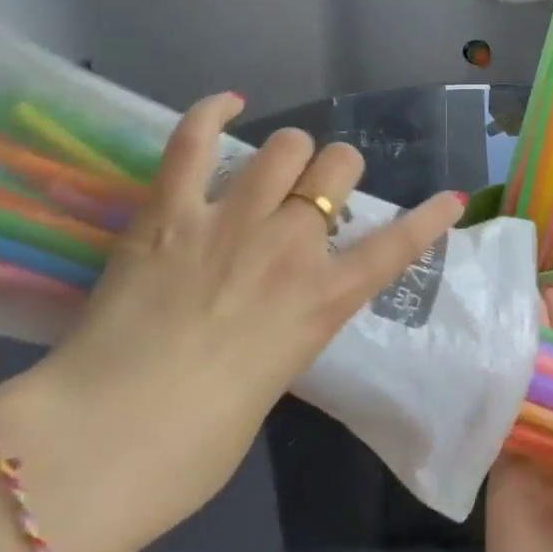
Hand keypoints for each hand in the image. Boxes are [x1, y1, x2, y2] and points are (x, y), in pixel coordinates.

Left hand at [0, 92, 464, 551]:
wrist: (104, 444)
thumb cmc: (193, 446)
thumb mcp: (270, 384)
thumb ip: (284, 333)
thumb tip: (268, 314)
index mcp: (322, 301)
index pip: (397, 246)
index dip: (429, 218)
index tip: (449, 198)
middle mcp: (289, 247)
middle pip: (337, 167)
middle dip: (335, 171)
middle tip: (314, 194)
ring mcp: (230, 222)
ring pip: (284, 146)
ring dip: (289, 152)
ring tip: (274, 167)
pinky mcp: (169, 212)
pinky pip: (195, 141)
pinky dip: (212, 113)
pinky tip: (228, 104)